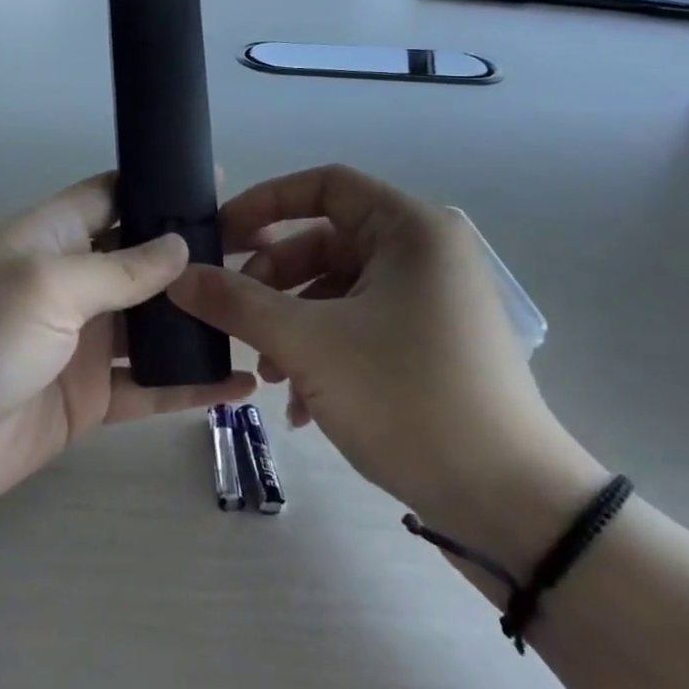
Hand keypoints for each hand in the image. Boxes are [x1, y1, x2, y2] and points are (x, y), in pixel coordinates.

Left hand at [0, 174, 254, 527]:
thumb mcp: (46, 284)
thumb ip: (119, 267)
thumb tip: (181, 246)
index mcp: (50, 237)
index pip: (112, 195)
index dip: (160, 188)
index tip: (219, 186)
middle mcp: (70, 283)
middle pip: (142, 259)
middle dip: (194, 256)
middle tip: (262, 255)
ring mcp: (80, 343)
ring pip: (153, 323)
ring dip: (198, 319)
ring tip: (263, 313)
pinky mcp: (87, 398)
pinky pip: (149, 385)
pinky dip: (189, 383)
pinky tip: (239, 383)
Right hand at [169, 165, 604, 565]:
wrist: (510, 503)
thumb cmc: (409, 399)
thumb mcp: (309, 345)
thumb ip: (236, 303)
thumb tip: (177, 277)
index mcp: (410, 230)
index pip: (324, 186)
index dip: (264, 203)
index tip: (218, 236)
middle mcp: (424, 253)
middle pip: (325, 241)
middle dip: (272, 278)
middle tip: (233, 313)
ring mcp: (430, 301)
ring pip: (337, 290)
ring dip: (291, 323)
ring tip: (266, 372)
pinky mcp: (430, 344)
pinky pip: (360, 326)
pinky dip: (322, 351)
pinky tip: (300, 401)